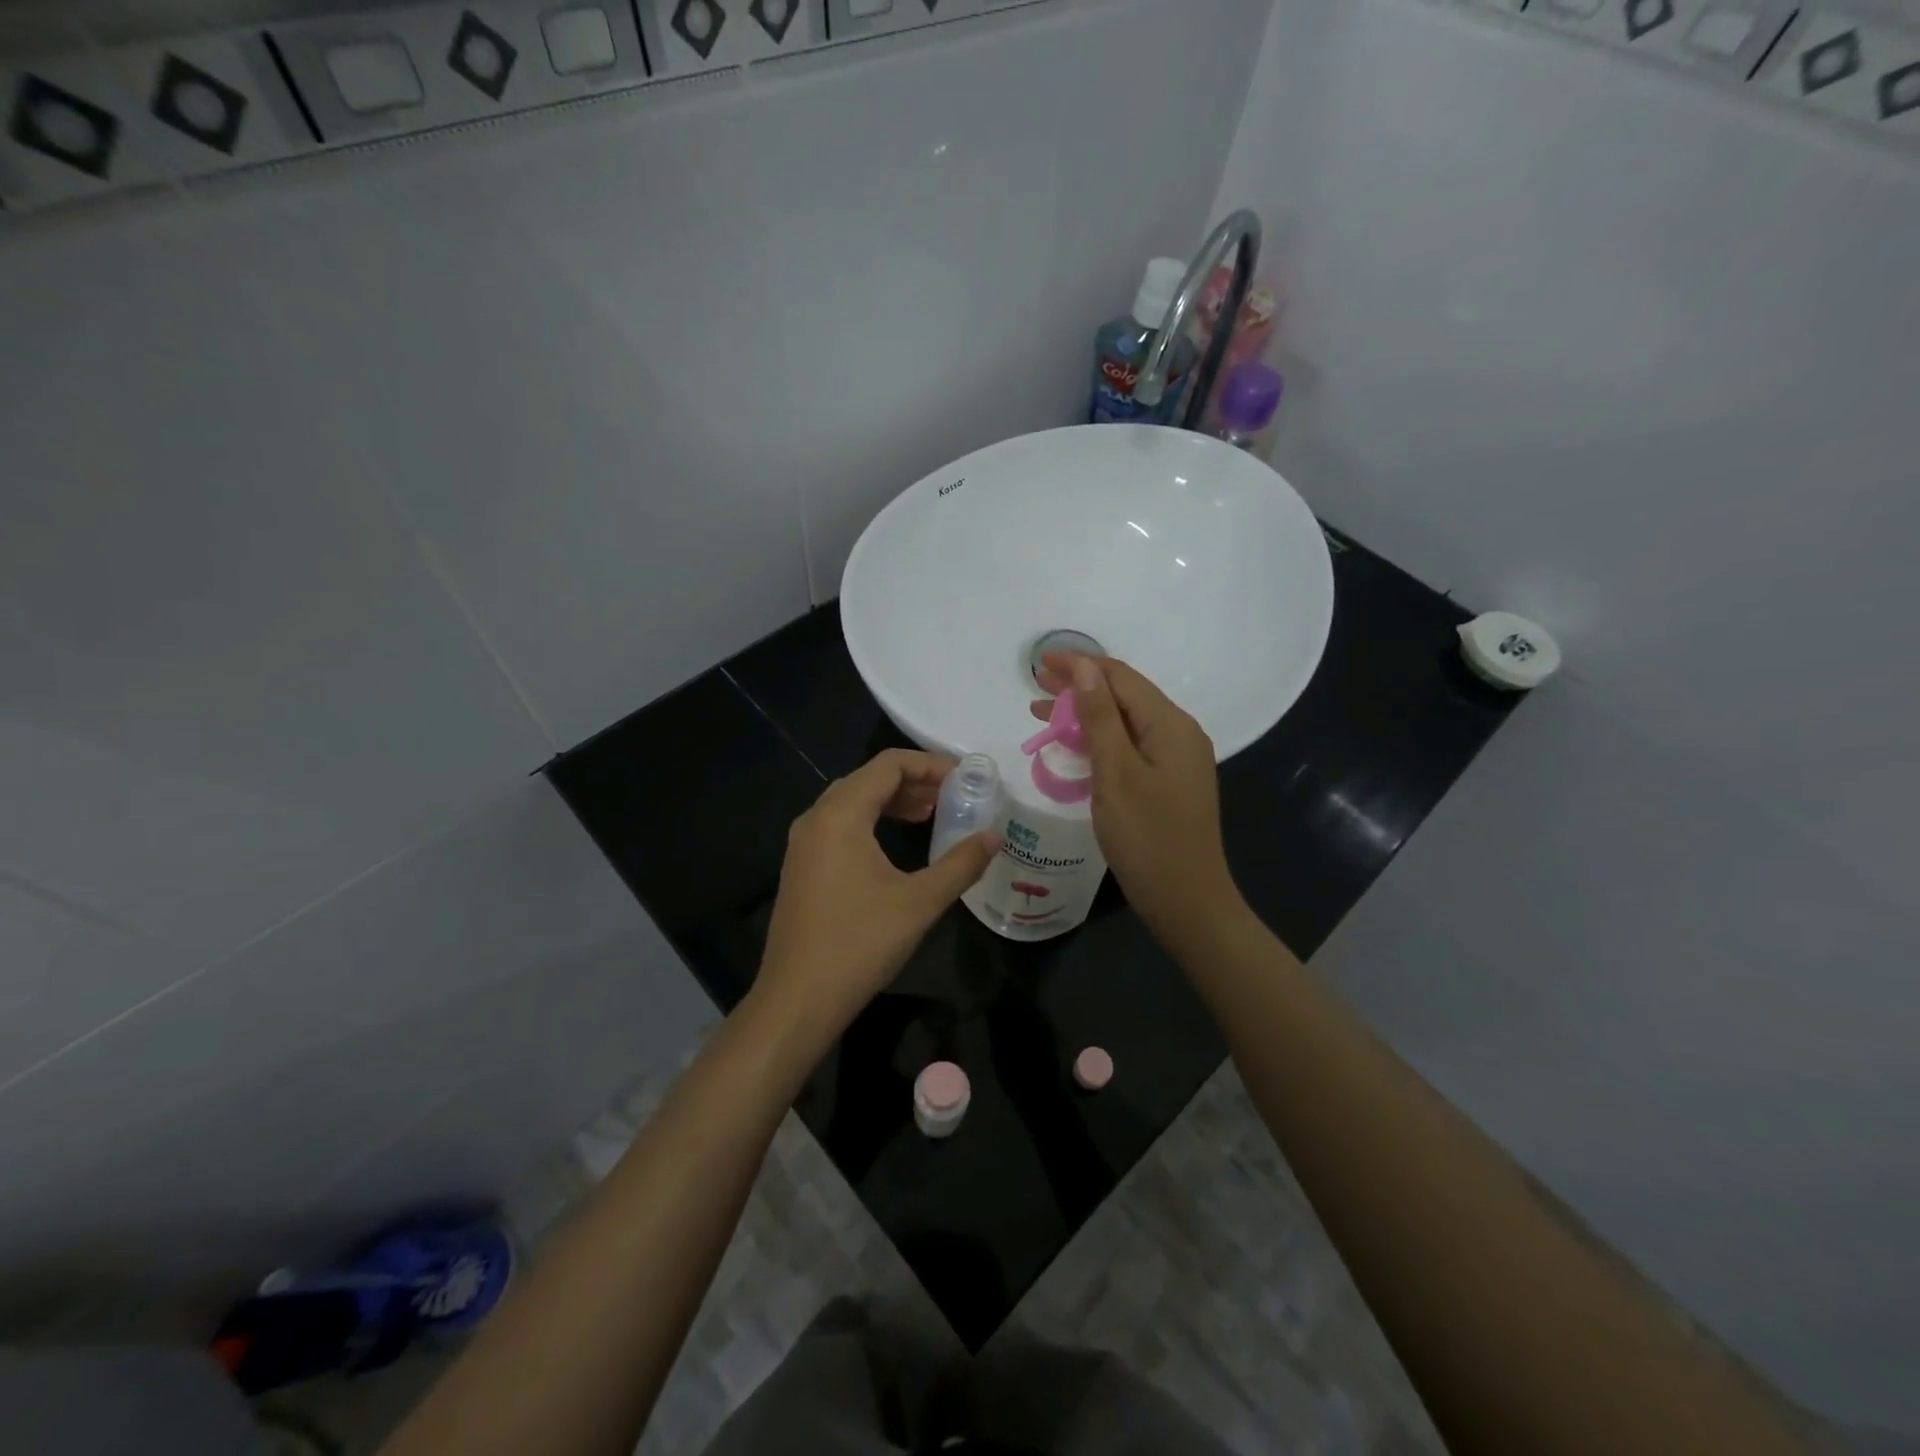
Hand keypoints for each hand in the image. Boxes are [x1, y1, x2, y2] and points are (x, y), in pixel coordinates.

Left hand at [752, 749, 996, 1055]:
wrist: (797, 1000)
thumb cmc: (859, 944)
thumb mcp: (920, 902)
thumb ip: (961, 863)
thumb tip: (995, 837)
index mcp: (840, 815)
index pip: (888, 765)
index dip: (929, 764)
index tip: (965, 778)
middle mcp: (816, 818)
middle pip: (868, 779)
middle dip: (913, 781)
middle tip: (953, 796)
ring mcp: (803, 843)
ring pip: (852, 802)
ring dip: (892, 801)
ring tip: (931, 814)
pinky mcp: (801, 866)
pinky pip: (839, 825)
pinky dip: (872, 821)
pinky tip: (896, 843)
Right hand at [1031, 654, 1243, 947]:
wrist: (1187, 902)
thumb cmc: (1147, 838)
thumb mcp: (1115, 774)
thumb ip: (1100, 717)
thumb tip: (1085, 667)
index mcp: (1171, 724)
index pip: (1121, 677)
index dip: (1080, 665)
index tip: (1040, 662)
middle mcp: (1179, 733)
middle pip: (1125, 695)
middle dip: (1080, 686)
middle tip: (1036, 684)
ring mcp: (1177, 759)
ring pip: (1126, 721)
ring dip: (1086, 713)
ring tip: (1042, 712)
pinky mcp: (1170, 781)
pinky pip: (1132, 745)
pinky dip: (1100, 739)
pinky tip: (1075, 745)